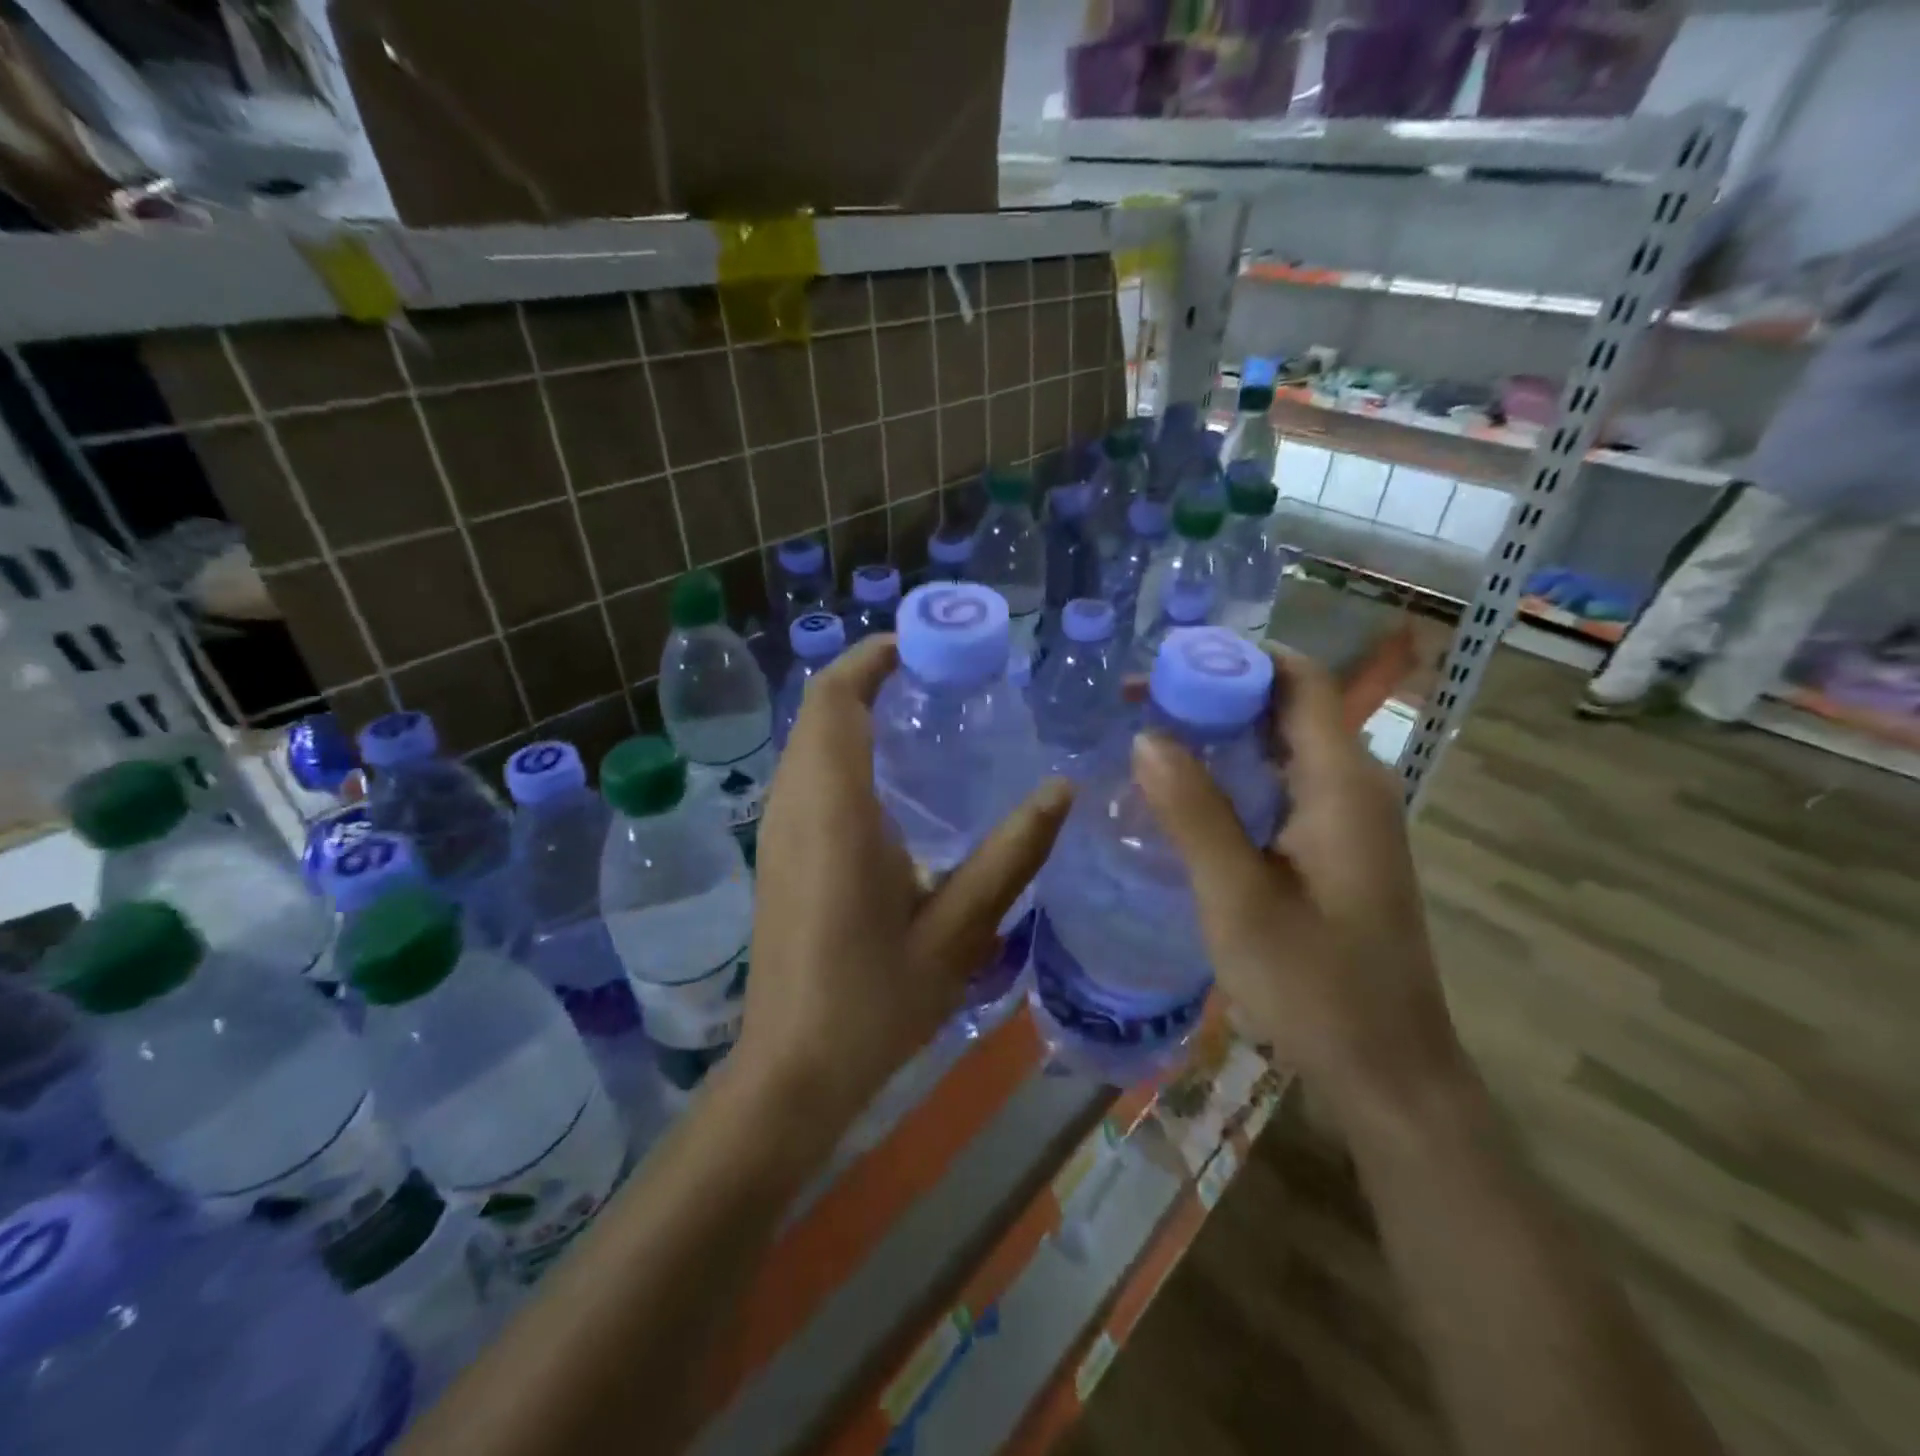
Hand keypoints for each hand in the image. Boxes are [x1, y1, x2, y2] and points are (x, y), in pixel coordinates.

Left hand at [740, 636, 1072, 1127]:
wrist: (794, 1068)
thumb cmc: (875, 1001)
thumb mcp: (960, 929)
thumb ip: (1012, 854)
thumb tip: (1063, 788)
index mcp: (835, 812)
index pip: (835, 701)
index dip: (870, 658)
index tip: (921, 644)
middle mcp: (795, 806)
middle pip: (817, 709)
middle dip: (866, 675)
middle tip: (935, 673)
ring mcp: (777, 828)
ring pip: (806, 738)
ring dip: (850, 708)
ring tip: (916, 708)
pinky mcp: (776, 850)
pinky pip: (804, 769)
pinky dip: (838, 744)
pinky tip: (887, 774)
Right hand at [1130, 648, 1464, 1119]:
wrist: (1387, 1071)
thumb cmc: (1314, 986)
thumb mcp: (1237, 897)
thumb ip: (1192, 812)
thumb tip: (1146, 735)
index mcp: (1341, 784)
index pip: (1300, 680)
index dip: (1236, 658)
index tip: (1166, 666)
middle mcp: (1354, 786)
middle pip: (1288, 707)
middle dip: (1216, 693)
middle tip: (1141, 704)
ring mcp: (1349, 819)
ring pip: (1283, 747)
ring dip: (1222, 734)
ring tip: (1151, 738)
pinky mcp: (1337, 848)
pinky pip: (1283, 785)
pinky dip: (1235, 773)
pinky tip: (1188, 794)